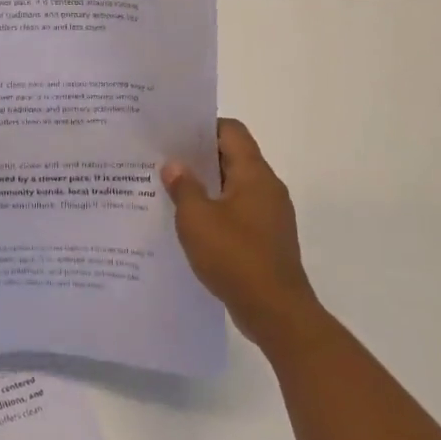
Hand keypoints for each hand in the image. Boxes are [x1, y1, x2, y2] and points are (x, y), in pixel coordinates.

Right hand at [162, 119, 319, 348]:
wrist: (277, 313)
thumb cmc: (235, 257)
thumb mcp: (197, 220)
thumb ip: (183, 187)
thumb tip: (174, 165)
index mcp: (254, 174)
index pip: (231, 131)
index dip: (203, 126)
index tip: (173, 134)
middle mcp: (267, 188)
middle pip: (233, 157)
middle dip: (199, 157)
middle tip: (163, 160)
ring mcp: (270, 215)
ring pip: (234, 186)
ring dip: (206, 187)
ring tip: (170, 191)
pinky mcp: (267, 239)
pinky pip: (238, 212)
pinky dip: (216, 211)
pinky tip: (191, 225)